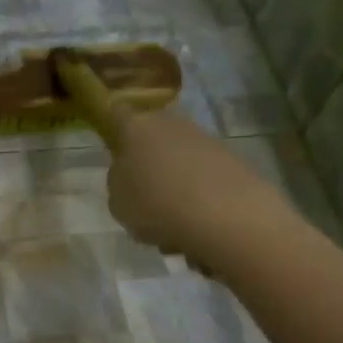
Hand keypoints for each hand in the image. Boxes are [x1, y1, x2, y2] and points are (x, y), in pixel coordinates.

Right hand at [105, 109, 282, 260]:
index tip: (111, 148)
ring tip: (169, 227)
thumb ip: (118, 182)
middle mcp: (171, 125)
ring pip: (178, 163)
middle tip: (142, 199)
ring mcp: (204, 140)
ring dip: (172, 188)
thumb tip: (130, 174)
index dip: (112, 128)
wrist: (225, 215)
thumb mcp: (117, 202)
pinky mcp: (231, 161)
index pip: (116, 114)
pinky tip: (194, 228)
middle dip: (147, 165)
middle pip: (152, 140)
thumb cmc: (156, 204)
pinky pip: (201, 180)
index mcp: (137, 128)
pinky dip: (196, 200)